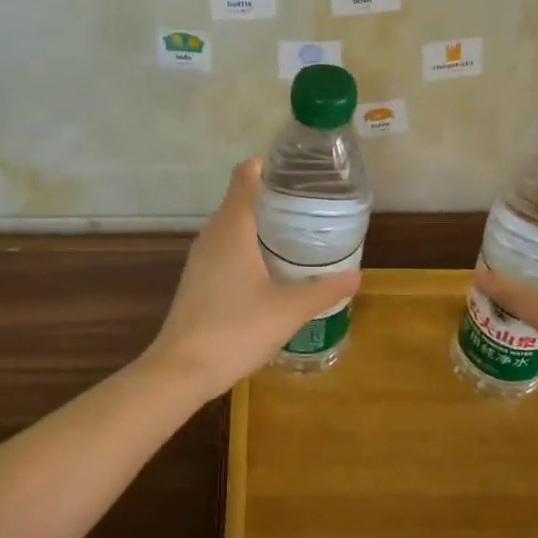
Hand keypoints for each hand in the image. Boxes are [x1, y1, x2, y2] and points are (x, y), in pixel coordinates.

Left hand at [145, 159, 361, 397]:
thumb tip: (356, 276)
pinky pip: (227, 249)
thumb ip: (323, 289)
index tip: (301, 174)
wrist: (181, 370)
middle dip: (277, 198)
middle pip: (243, 198)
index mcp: (232, 227)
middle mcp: (212, 234)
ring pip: (235, 226)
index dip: (271, 166)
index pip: (246, 174)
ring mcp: (201, 258)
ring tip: (300, 236)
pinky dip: (250, 248)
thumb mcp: (288, 310)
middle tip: (314, 208)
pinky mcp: (198, 280)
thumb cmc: (235, 330)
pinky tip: (273, 271)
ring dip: (264, 226)